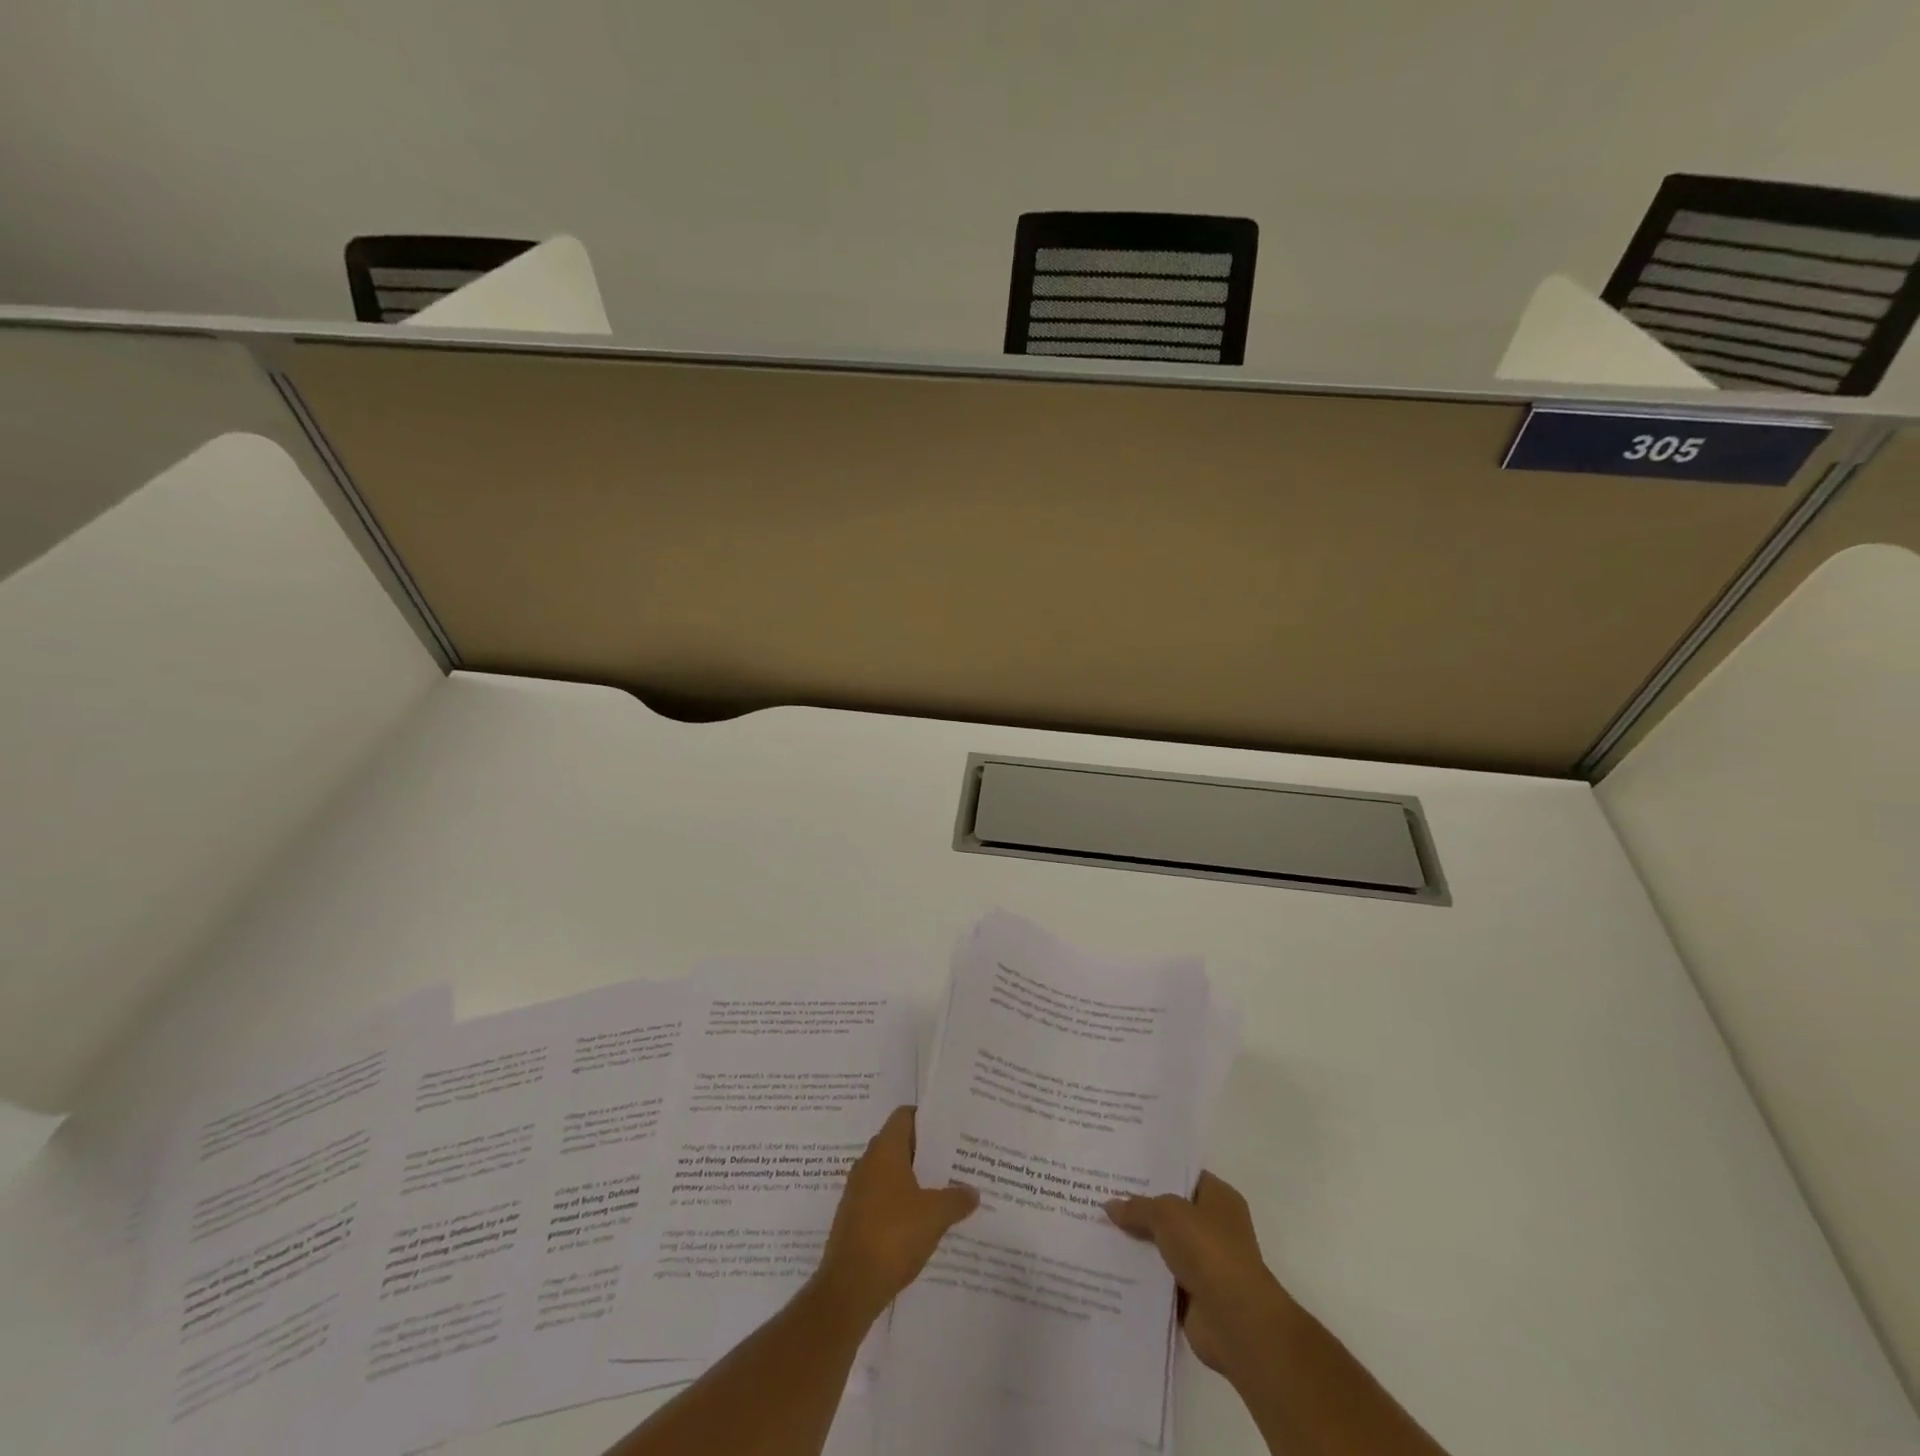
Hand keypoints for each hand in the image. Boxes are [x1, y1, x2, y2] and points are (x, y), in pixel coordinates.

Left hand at [815, 1106, 978, 1324]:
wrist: (849, 1287)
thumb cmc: (893, 1236)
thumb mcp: (934, 1215)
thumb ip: (956, 1199)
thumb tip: (973, 1192)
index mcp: (884, 1150)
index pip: (904, 1116)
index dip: (926, 1118)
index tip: (949, 1129)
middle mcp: (867, 1163)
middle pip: (899, 1144)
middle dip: (925, 1152)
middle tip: (954, 1160)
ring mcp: (857, 1191)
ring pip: (890, 1173)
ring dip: (913, 1180)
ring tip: (944, 1190)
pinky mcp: (854, 1218)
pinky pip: (882, 1198)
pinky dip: (900, 1203)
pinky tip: (921, 1221)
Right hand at [1106, 1170, 1293, 1384]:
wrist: (1235, 1321)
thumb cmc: (1209, 1251)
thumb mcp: (1167, 1215)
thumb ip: (1138, 1208)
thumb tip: (1110, 1206)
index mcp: (1219, 1198)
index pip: (1183, 1176)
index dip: (1155, 1171)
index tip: (1122, 1167)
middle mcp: (1214, 1227)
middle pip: (1170, 1211)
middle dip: (1140, 1208)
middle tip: (1102, 1195)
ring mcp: (1205, 1263)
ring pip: (1162, 1245)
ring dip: (1137, 1243)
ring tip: (1099, 1228)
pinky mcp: (1193, 1294)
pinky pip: (1160, 1277)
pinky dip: (1140, 1275)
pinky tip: (1110, 1265)